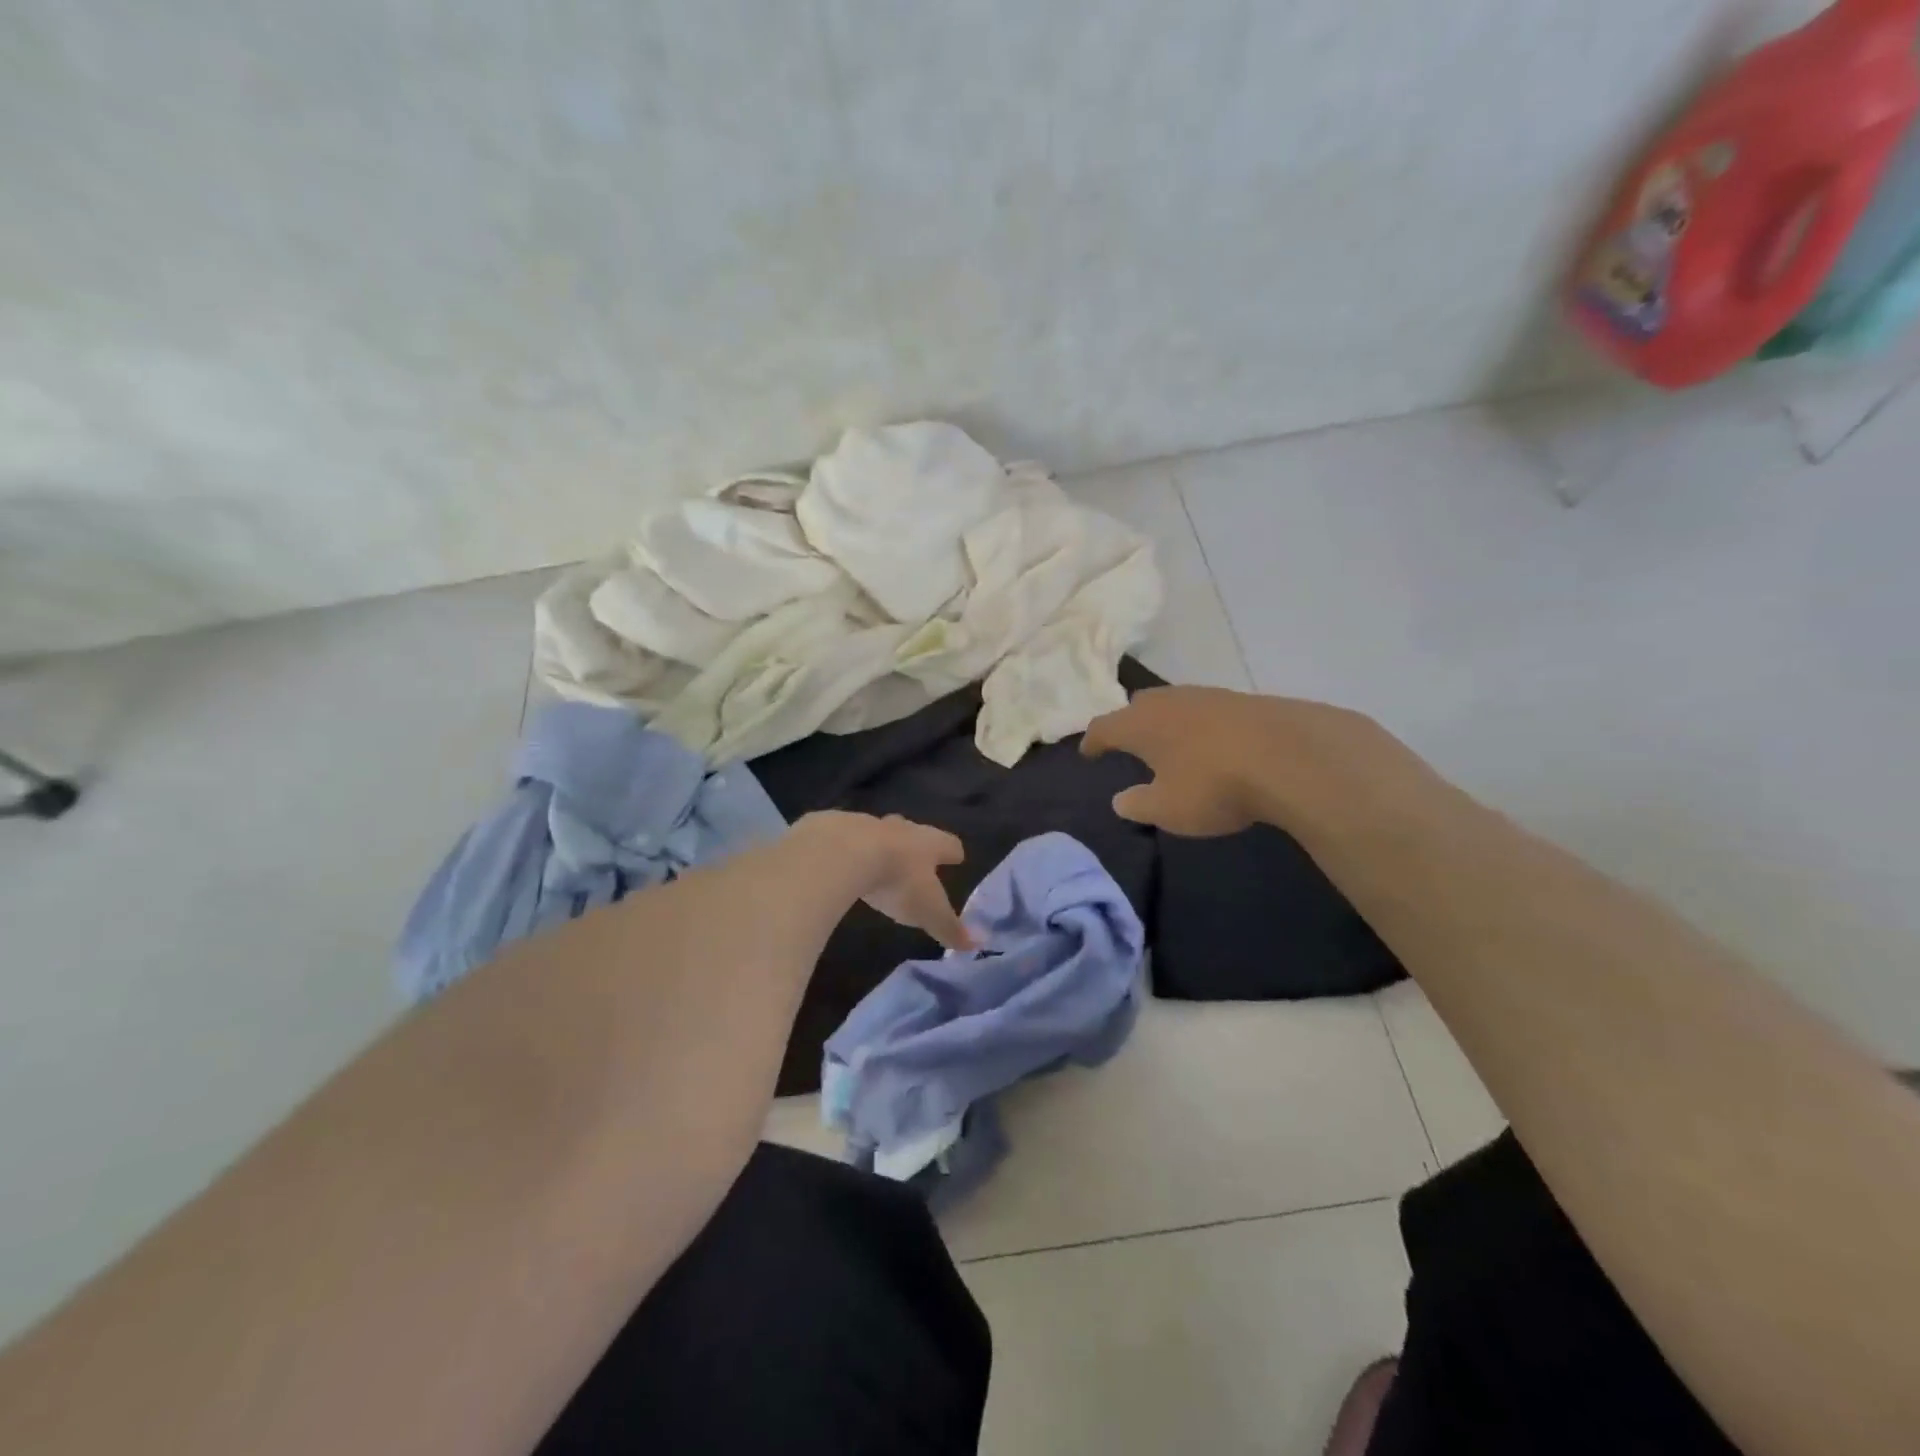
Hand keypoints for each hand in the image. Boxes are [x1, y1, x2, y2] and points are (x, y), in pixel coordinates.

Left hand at [792, 812, 972, 950]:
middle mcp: (901, 828)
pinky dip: (847, 848)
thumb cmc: (897, 881)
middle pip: (914, 832)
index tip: (957, 857)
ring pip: (879, 832)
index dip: (953, 852)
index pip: (949, 844)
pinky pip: (845, 836)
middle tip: (916, 858)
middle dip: (916, 844)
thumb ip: (950, 928)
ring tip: (877, 861)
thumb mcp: (927, 911)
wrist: (843, 853)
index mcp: (928, 844)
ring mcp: (867, 824)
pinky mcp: (834, 827)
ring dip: (880, 845)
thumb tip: (977, 945)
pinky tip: (840, 861)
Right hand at [1081, 685, 1432, 839]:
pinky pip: (1204, 709)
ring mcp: (1206, 695)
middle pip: (1137, 706)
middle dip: (1128, 723)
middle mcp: (1167, 701)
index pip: (1104, 727)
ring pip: (1173, 704)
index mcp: (1140, 724)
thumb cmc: (1214, 785)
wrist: (1291, 755)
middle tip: (1126, 742)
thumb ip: (1139, 804)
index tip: (1087, 752)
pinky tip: (1209, 741)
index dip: (1093, 741)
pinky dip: (1197, 724)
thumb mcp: (1168, 809)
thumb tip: (1120, 800)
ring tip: (1168, 741)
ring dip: (1165, 721)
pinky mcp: (1240, 699)